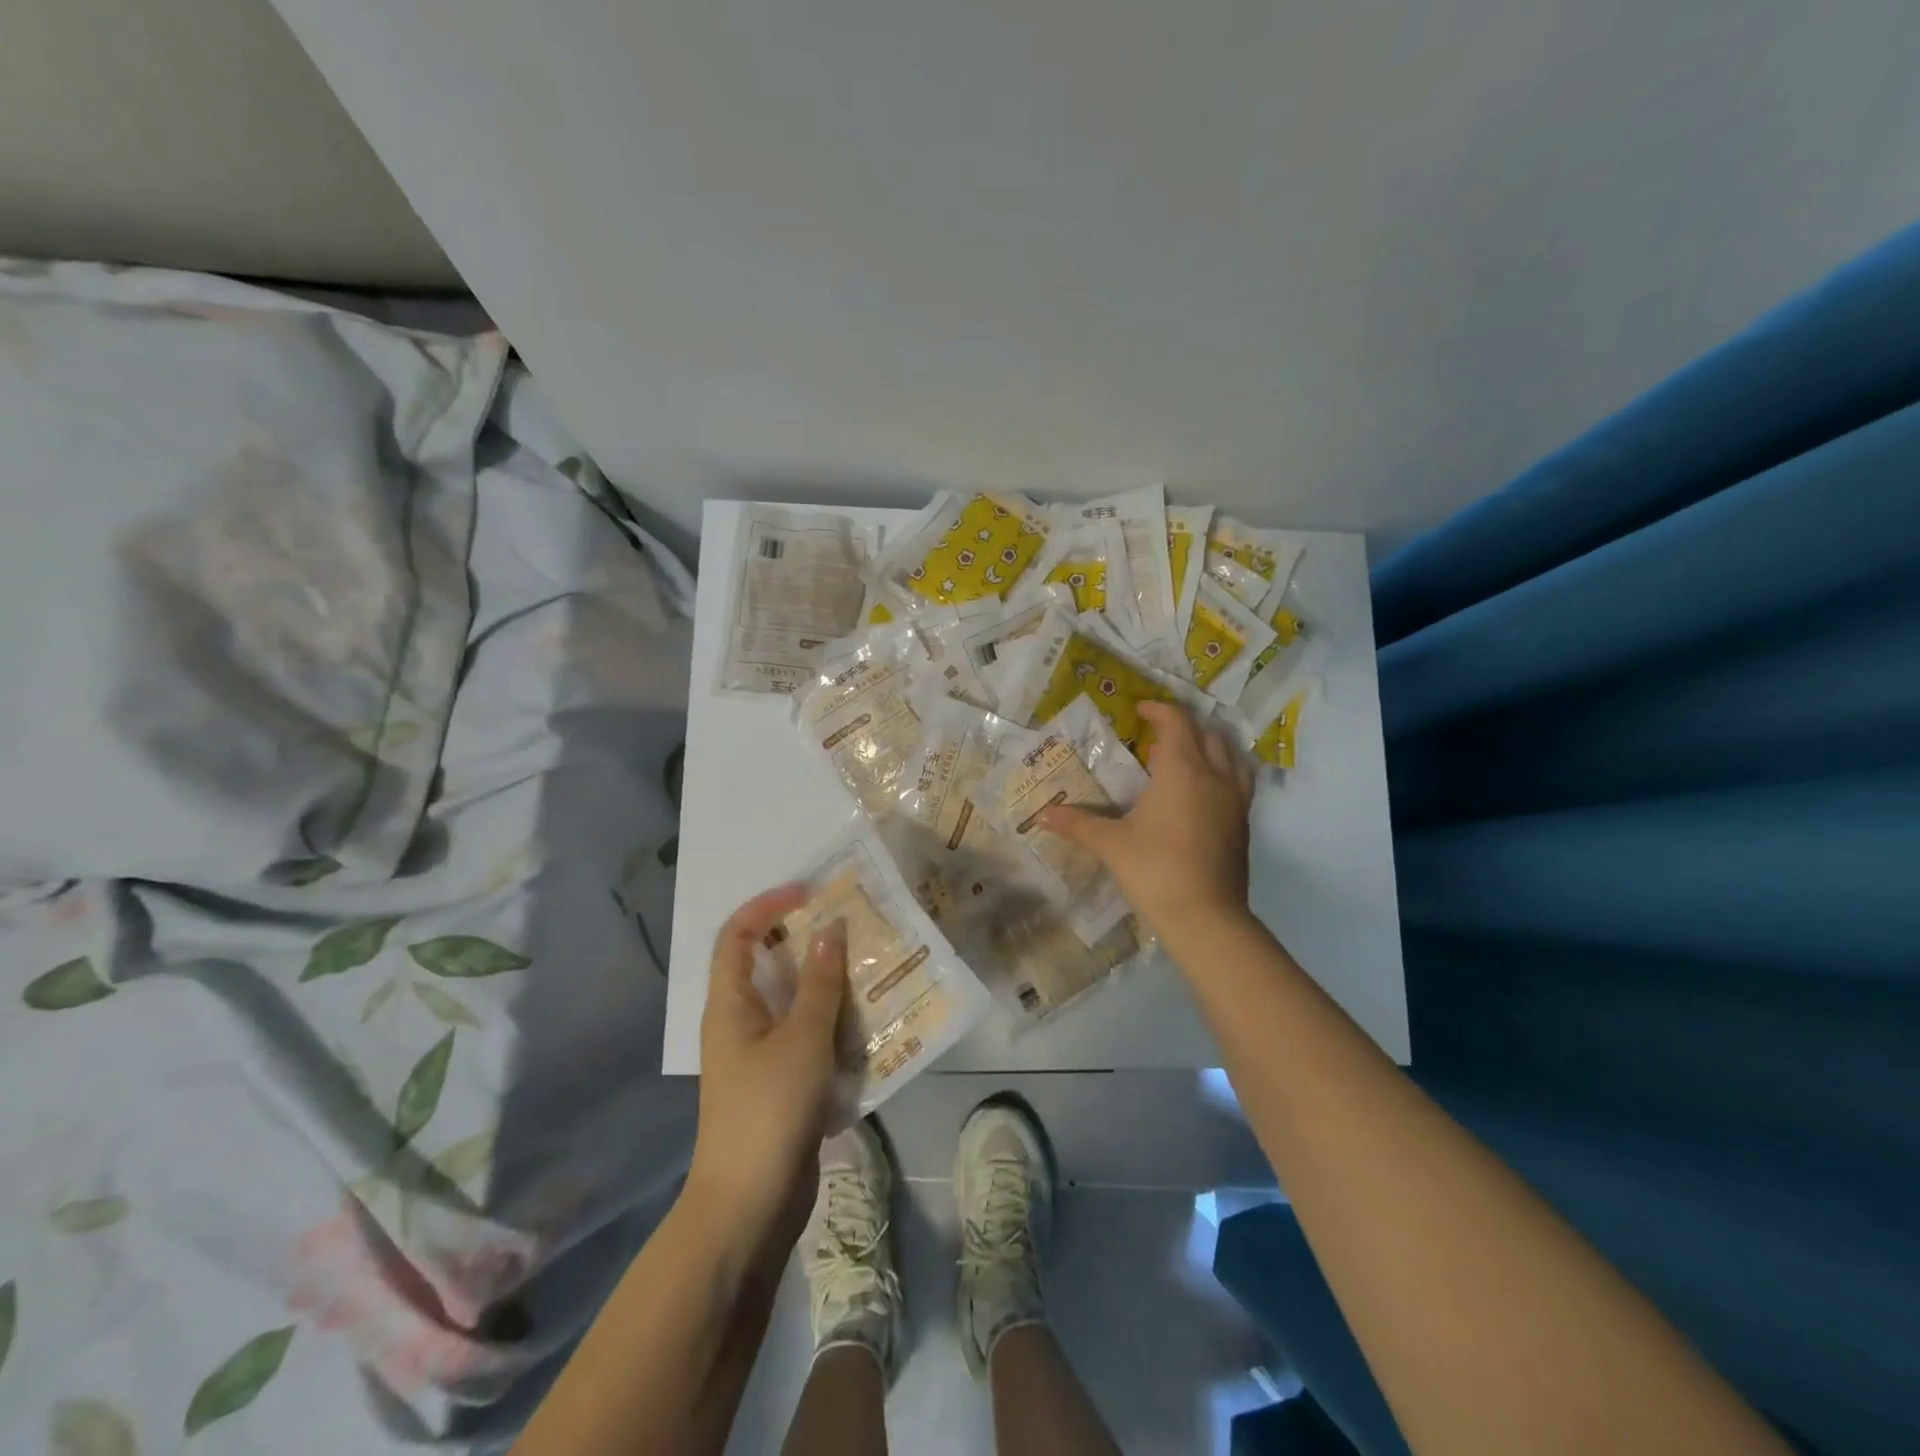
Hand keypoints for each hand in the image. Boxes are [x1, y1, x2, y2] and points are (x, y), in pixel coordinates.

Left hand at [687, 884, 847, 1244]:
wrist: (749, 1206)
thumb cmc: (769, 1110)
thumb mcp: (802, 1039)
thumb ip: (819, 983)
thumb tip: (831, 929)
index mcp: (729, 1005)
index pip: (737, 935)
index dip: (768, 905)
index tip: (810, 892)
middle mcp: (739, 1022)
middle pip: (767, 964)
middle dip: (805, 941)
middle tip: (850, 926)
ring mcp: (759, 1055)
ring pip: (792, 1002)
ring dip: (825, 982)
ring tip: (867, 966)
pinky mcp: (780, 1083)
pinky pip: (806, 1036)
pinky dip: (832, 1022)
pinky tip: (867, 1022)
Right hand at [1042, 701, 1253, 941]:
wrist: (1206, 918)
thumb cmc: (1155, 871)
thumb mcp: (1111, 845)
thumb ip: (1078, 824)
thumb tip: (1041, 816)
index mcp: (1182, 771)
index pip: (1176, 723)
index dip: (1158, 709)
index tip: (1138, 709)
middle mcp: (1215, 776)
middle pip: (1206, 733)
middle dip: (1182, 726)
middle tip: (1155, 735)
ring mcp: (1235, 800)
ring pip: (1230, 755)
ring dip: (1209, 745)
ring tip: (1185, 755)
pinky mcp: (1243, 823)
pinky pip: (1238, 780)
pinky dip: (1222, 770)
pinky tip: (1203, 791)